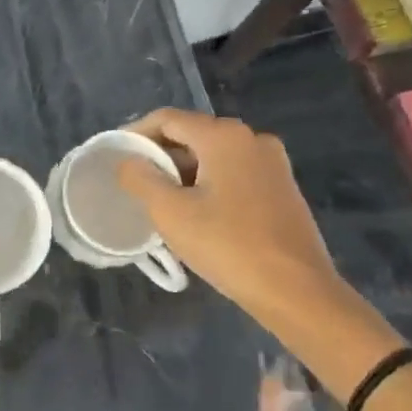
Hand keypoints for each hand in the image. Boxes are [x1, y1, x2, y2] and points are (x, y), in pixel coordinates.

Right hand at [115, 109, 349, 328]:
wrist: (297, 291)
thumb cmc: (228, 246)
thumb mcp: (170, 212)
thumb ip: (141, 178)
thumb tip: (128, 161)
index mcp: (225, 136)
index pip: (168, 119)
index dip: (136, 133)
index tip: (115, 155)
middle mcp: (252, 139)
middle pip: (193, 134)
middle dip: (160, 154)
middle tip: (134, 181)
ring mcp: (273, 163)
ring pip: (214, 155)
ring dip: (184, 171)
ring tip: (160, 200)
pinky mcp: (282, 188)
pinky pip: (234, 173)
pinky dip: (209, 183)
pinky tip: (197, 212)